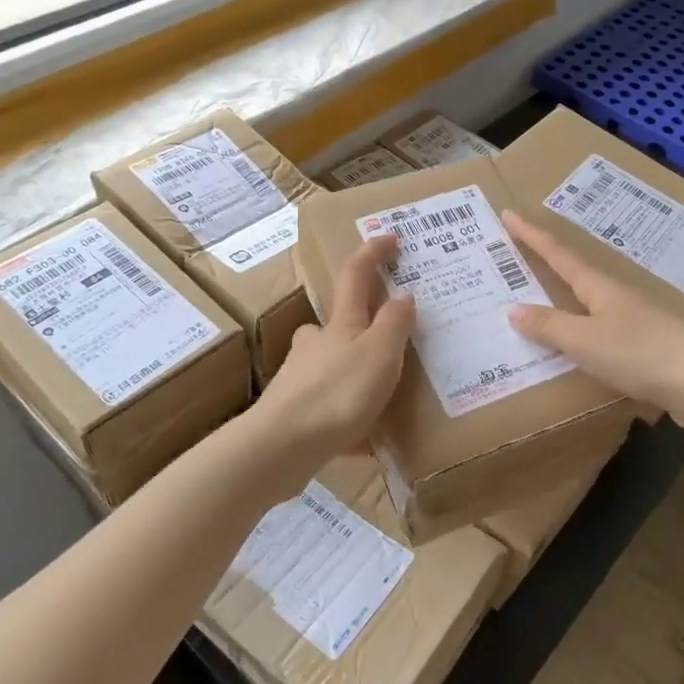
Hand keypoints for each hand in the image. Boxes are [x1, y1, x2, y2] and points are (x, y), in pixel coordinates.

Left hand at [257, 234, 414, 460]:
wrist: (280, 447)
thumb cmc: (337, 393)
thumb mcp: (379, 354)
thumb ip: (394, 324)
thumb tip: (403, 295)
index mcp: (340, 325)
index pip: (355, 275)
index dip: (373, 253)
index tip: (389, 237)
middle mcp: (315, 345)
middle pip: (336, 324)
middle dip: (358, 325)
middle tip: (386, 342)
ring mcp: (300, 379)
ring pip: (330, 367)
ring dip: (353, 374)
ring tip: (381, 399)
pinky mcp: (294, 414)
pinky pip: (328, 410)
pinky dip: (348, 419)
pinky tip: (365, 444)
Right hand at [502, 211, 683, 431]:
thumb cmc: (640, 354)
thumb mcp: (585, 340)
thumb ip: (549, 326)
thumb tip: (512, 309)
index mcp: (600, 288)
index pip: (558, 255)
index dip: (532, 236)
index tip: (509, 214)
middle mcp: (617, 298)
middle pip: (576, 275)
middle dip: (546, 265)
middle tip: (516, 257)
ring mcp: (636, 323)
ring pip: (590, 306)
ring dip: (564, 302)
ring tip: (539, 305)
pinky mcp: (647, 349)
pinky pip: (602, 335)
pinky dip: (582, 335)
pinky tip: (576, 350)